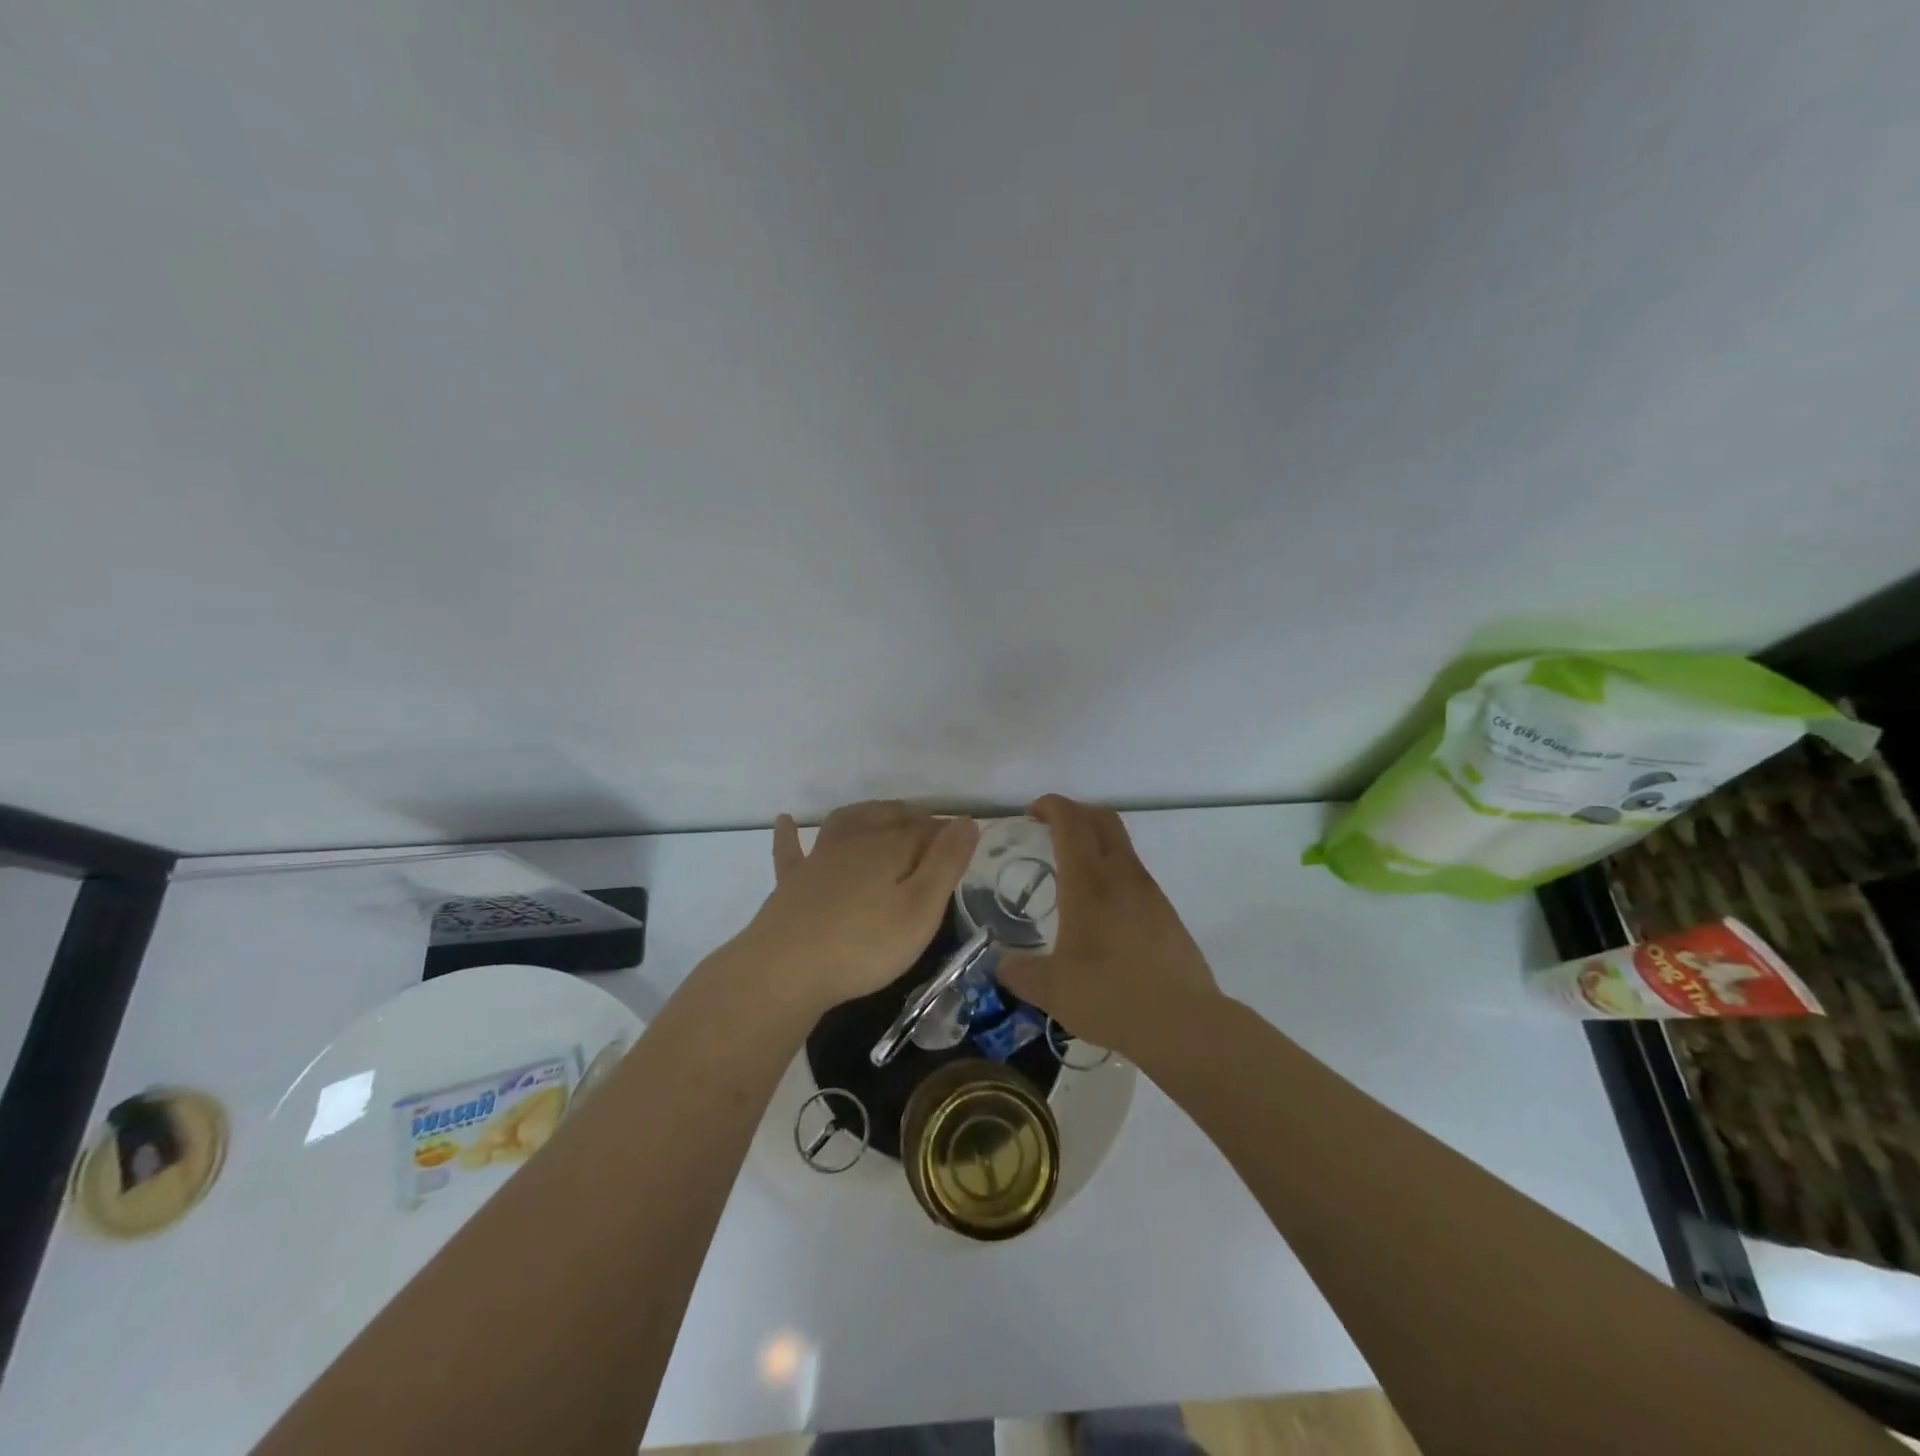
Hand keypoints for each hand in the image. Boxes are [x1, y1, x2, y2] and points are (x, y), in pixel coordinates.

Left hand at [740, 801, 979, 1012]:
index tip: (964, 844)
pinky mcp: (791, 882)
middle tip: (930, 828)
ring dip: (868, 813)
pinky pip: (791, 850)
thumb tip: (967, 821)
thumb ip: (946, 863)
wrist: (786, 969)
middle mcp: (855, 842)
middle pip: (888, 819)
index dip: (947, 833)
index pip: (927, 829)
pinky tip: (786, 820)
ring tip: (883, 813)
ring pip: (846, 822)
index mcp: (890, 848)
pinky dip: (790, 834)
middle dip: (913, 818)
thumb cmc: (864, 944)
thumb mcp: (920, 909)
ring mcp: (818, 859)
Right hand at [996, 795, 1217, 1052]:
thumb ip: (1019, 973)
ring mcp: (1150, 892)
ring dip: (1096, 843)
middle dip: (1075, 812)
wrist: (1183, 1023)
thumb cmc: (1110, 996)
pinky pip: (1134, 875)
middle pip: (1103, 819)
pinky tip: (1100, 912)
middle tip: (1050, 830)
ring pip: (1122, 846)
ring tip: (1071, 875)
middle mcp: (1122, 875)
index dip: (1051, 806)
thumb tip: (1001, 966)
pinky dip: (1112, 873)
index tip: (1031, 813)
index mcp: (1089, 882)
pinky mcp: (1166, 913)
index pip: (1071, 821)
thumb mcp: (1051, 990)